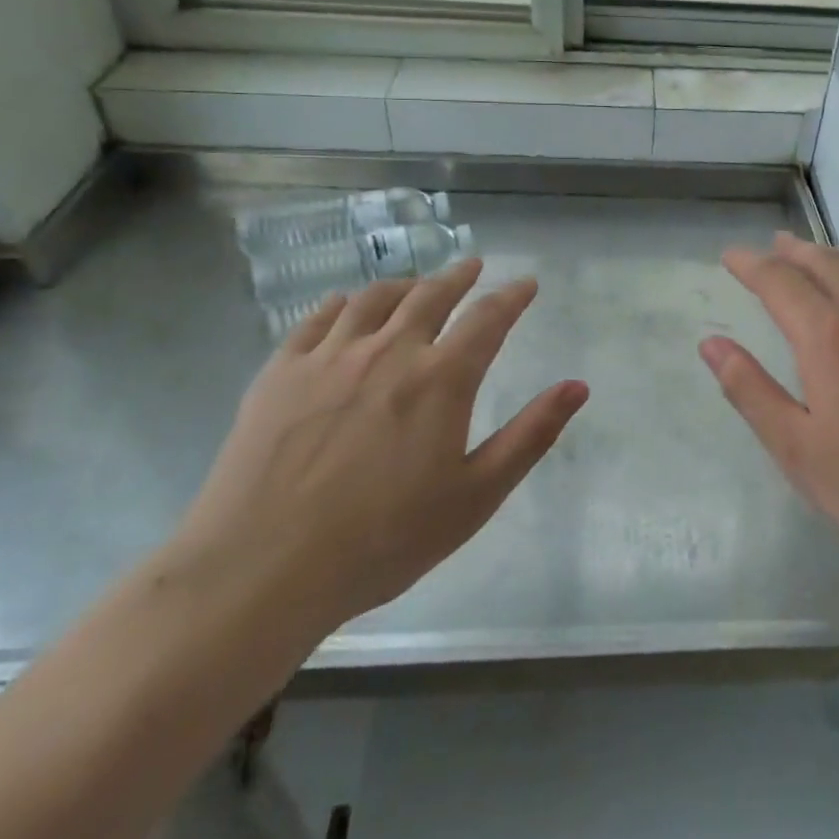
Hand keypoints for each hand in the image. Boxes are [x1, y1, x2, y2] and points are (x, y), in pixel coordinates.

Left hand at [172, 259, 587, 637]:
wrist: (260, 570)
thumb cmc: (383, 540)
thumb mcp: (476, 496)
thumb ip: (531, 434)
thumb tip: (578, 386)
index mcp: (441, 379)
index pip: (488, 318)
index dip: (512, 296)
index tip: (526, 284)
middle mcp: (389, 350)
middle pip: (431, 295)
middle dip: (459, 277)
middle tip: (473, 267)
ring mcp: (329, 356)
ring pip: (375, 298)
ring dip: (406, 284)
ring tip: (417, 284)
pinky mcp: (280, 371)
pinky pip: (317, 318)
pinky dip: (343, 303)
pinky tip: (347, 305)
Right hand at [700, 234, 838, 585]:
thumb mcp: (798, 450)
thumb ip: (750, 390)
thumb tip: (710, 344)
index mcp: (830, 338)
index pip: (779, 281)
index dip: (750, 264)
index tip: (731, 256)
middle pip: (827, 263)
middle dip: (793, 251)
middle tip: (773, 245)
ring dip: (838, 255)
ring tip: (820, 255)